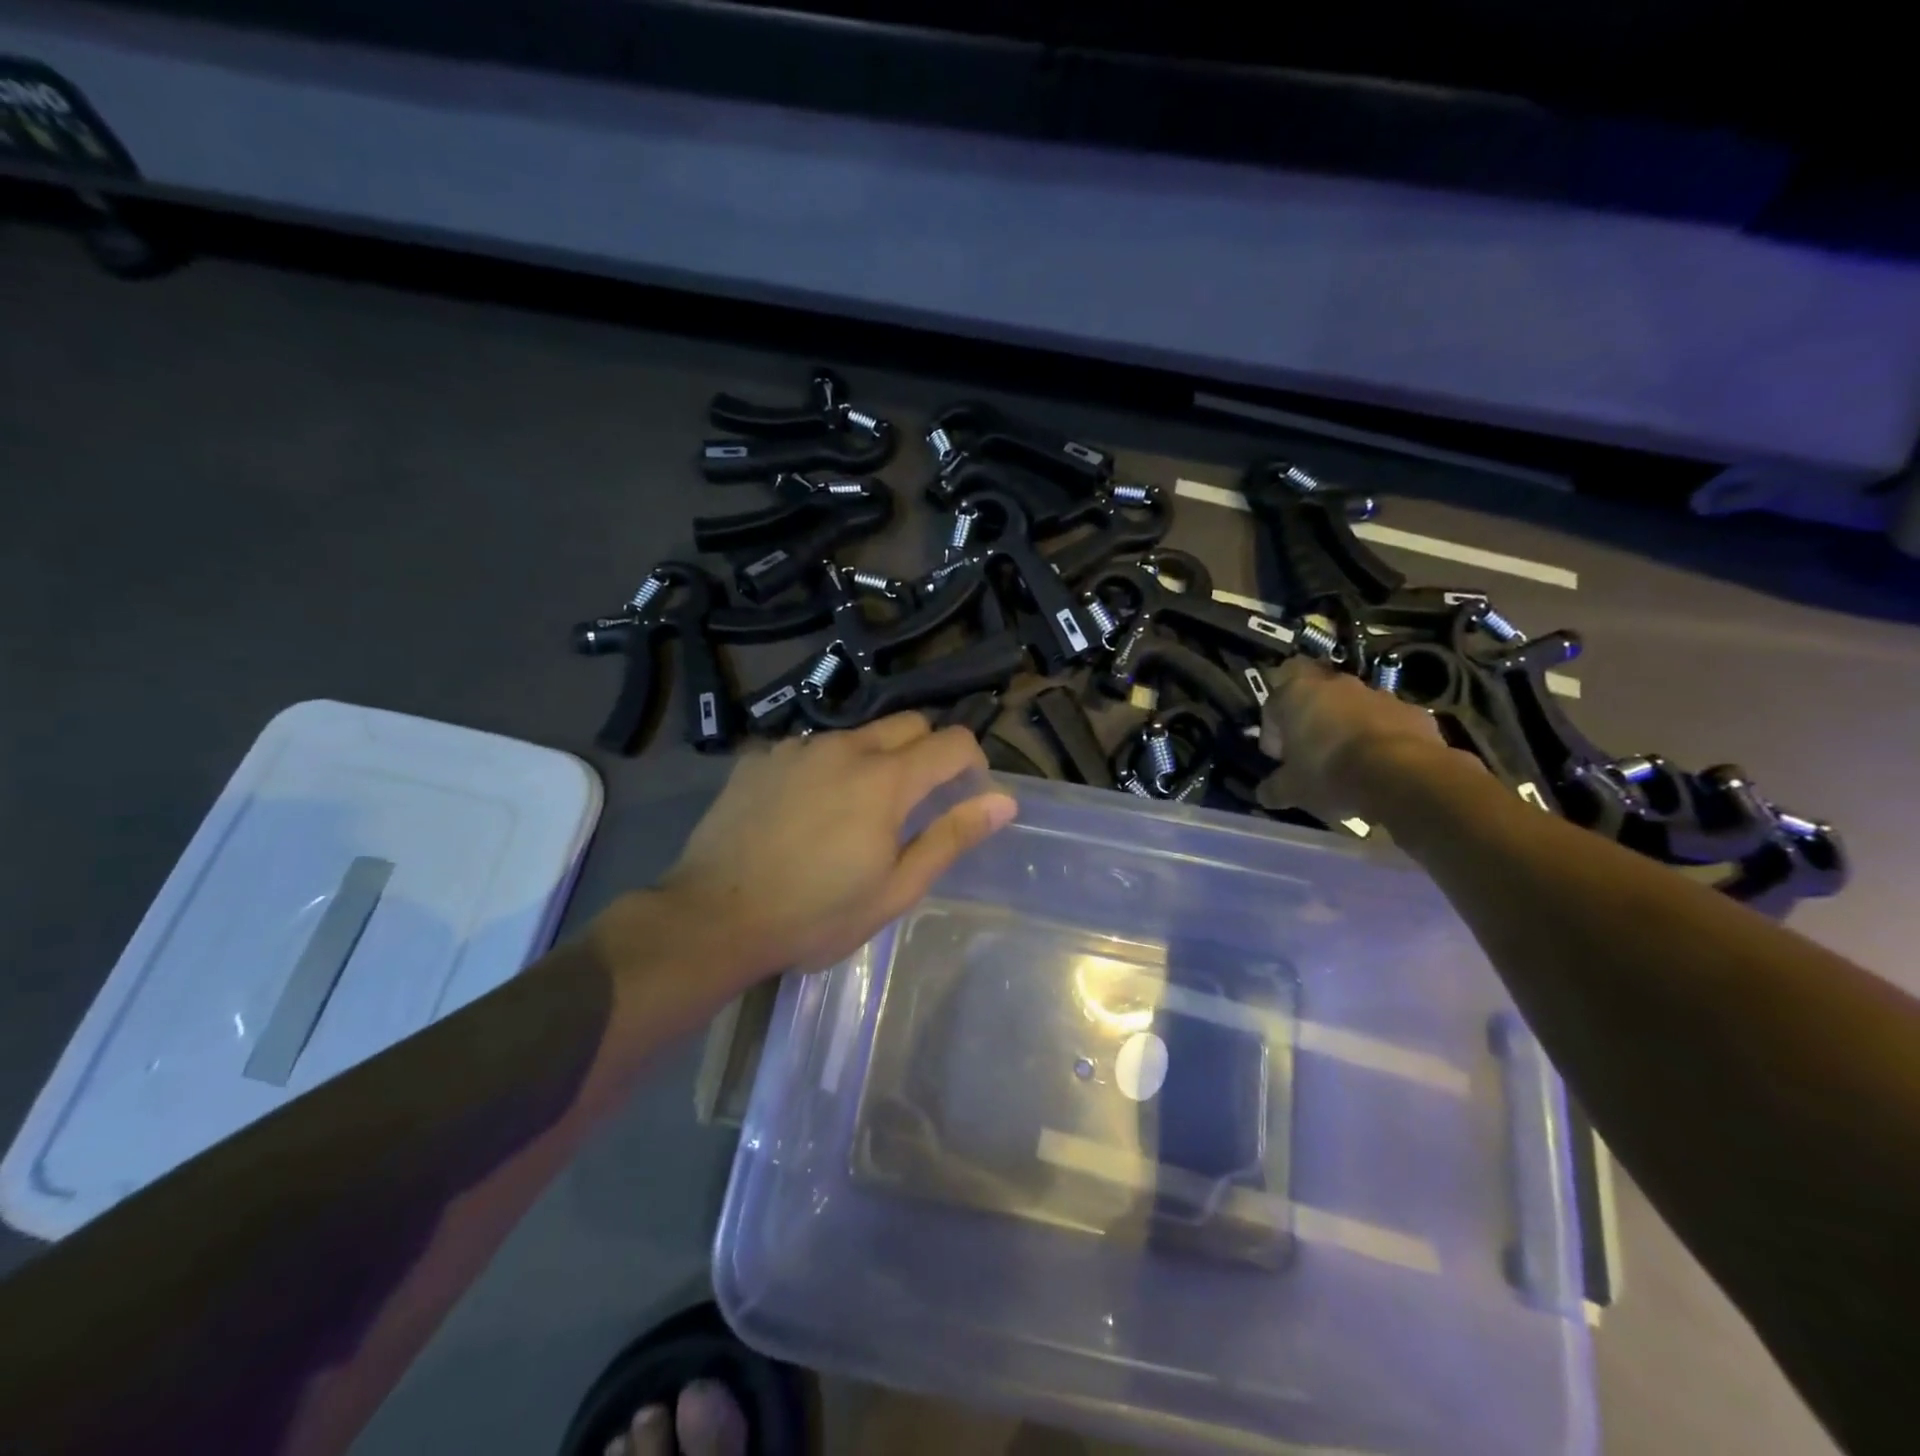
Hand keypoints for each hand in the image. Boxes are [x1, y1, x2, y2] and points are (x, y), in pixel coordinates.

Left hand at [654, 713, 1016, 984]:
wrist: (713, 918)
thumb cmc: (815, 915)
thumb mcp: (895, 888)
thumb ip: (951, 837)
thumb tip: (1002, 802)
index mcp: (885, 779)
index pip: (952, 741)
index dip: (972, 763)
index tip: (966, 795)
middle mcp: (844, 747)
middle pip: (907, 724)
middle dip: (926, 752)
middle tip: (915, 803)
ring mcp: (796, 748)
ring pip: (856, 736)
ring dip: (873, 761)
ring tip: (852, 813)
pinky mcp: (760, 758)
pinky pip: (809, 749)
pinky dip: (824, 769)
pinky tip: (803, 812)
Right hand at [1256, 656, 1457, 822]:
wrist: (1403, 776)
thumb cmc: (1330, 773)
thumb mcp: (1292, 789)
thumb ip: (1274, 788)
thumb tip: (1264, 793)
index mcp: (1296, 694)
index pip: (1272, 703)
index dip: (1273, 730)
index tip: (1280, 757)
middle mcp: (1335, 685)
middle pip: (1314, 697)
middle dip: (1311, 721)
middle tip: (1311, 754)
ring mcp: (1377, 694)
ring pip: (1352, 708)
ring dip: (1347, 728)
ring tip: (1349, 763)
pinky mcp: (1412, 711)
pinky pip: (1387, 722)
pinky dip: (1381, 738)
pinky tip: (1381, 767)